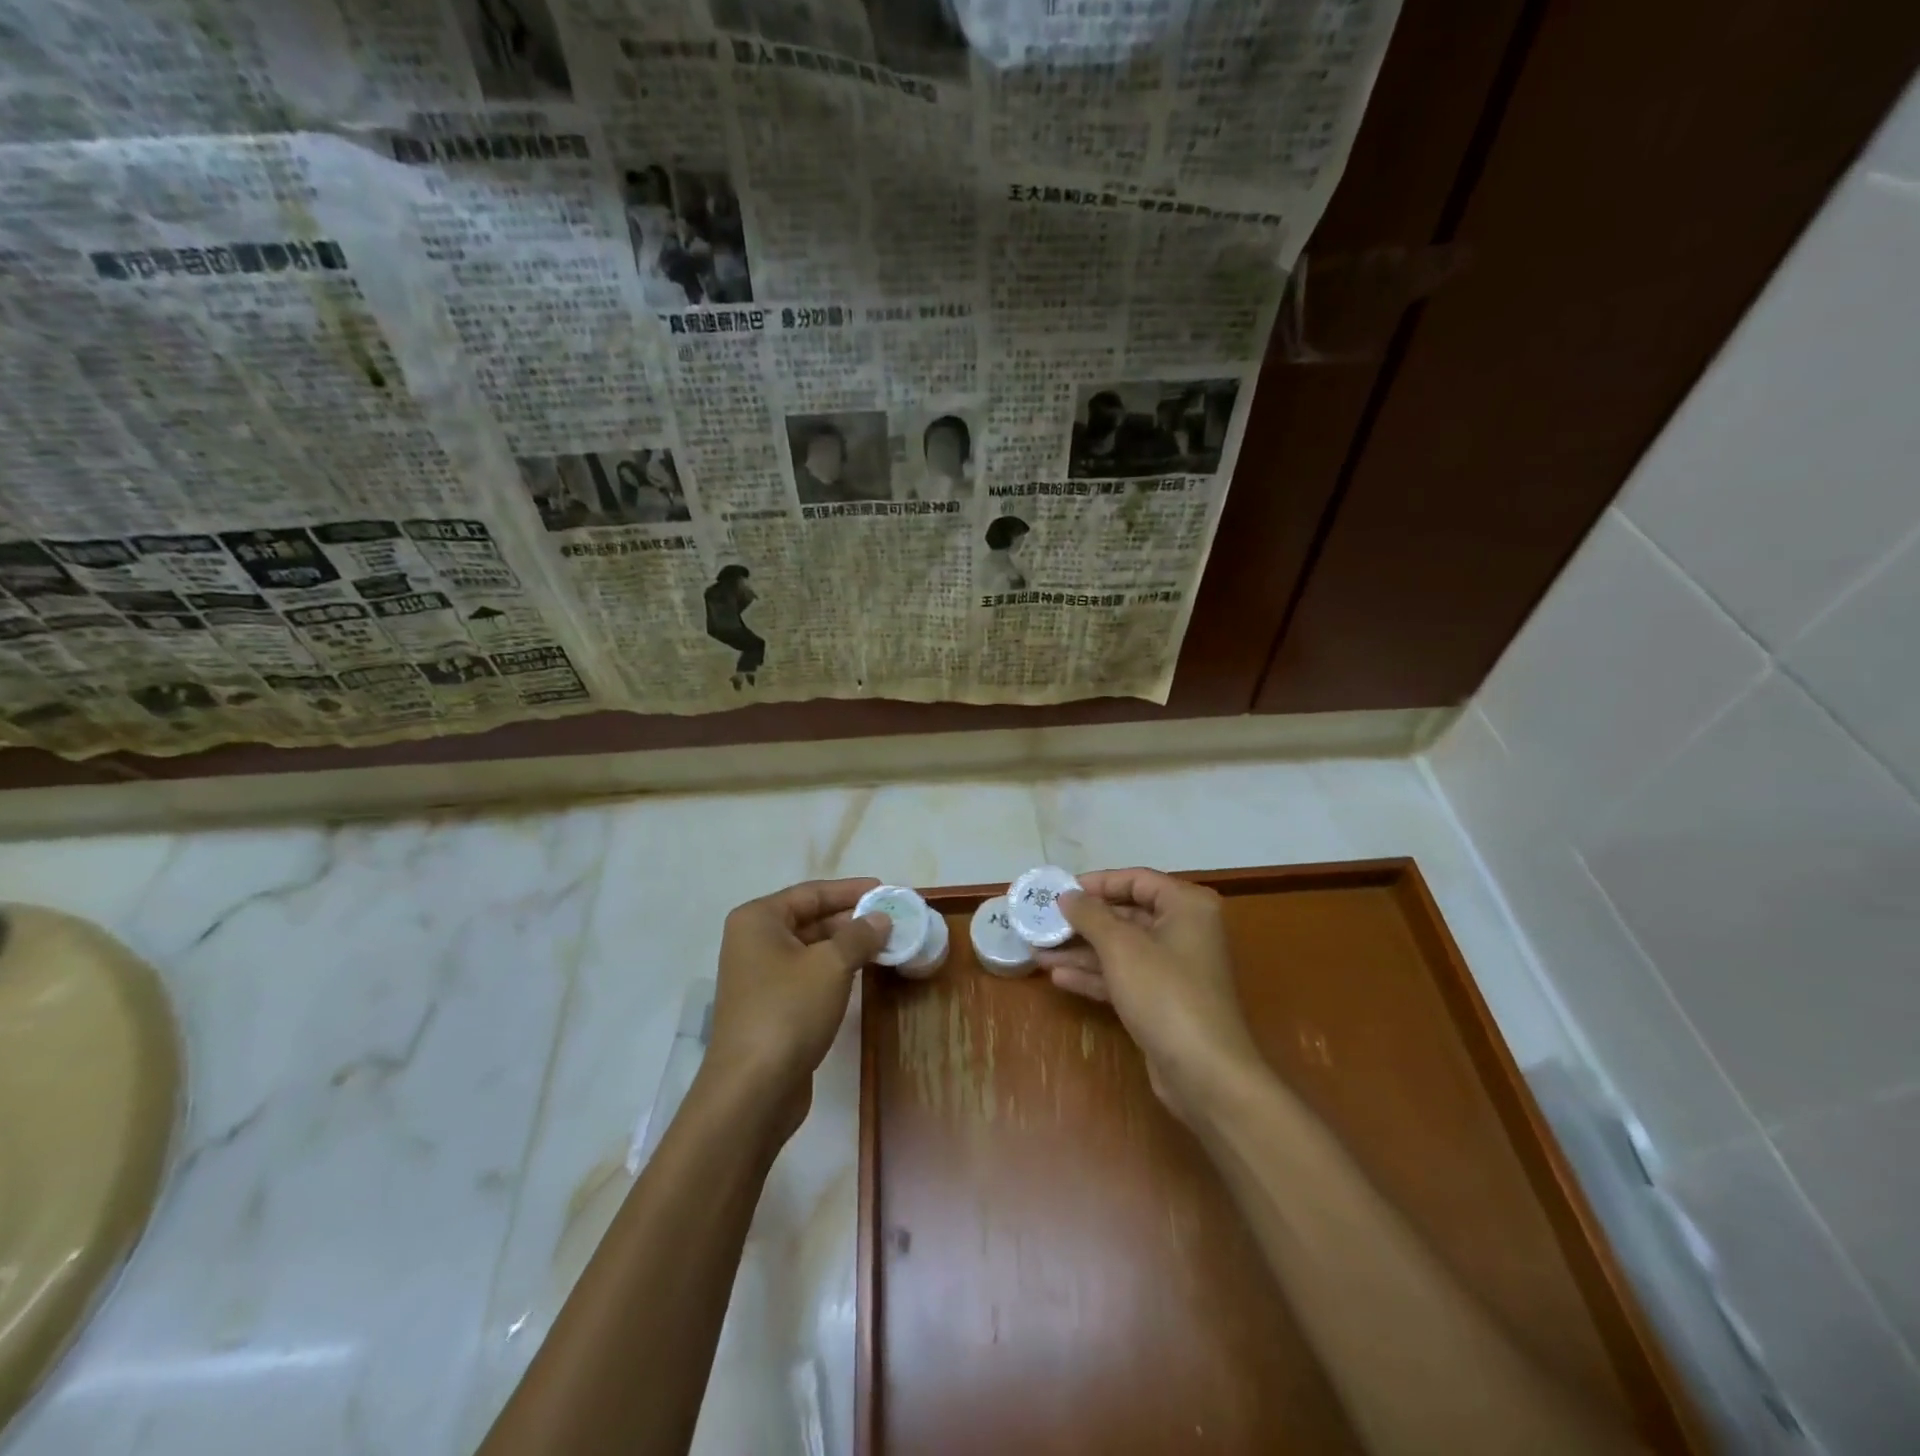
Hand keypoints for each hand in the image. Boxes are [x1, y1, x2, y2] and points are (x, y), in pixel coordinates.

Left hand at [705, 877, 889, 1131]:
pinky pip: (808, 975)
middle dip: (851, 919)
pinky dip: (835, 970)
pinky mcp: (770, 1007)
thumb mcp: (832, 965)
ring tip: (886, 944)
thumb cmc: (789, 1011)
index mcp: (758, 920)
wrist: (752, 1090)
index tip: (885, 889)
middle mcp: (753, 942)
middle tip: (892, 920)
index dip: (850, 890)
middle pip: (810, 919)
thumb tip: (881, 919)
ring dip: (847, 946)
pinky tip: (864, 973)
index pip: (812, 893)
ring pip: (811, 949)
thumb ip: (860, 935)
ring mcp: (759, 977)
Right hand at [1039, 868, 1265, 1124]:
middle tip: (1044, 923)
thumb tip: (1066, 895)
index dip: (1096, 883)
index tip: (1059, 891)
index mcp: (1186, 906)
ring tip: (1039, 951)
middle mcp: (1184, 931)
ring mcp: (1174, 969)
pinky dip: (1095, 975)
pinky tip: (1059, 977)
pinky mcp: (1163, 1001)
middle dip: (1083, 922)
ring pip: (1121, 949)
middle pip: (1126, 915)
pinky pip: (1124, 977)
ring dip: (1082, 951)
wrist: (1205, 1073)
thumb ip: (1090, 915)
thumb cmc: (1165, 994)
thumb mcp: (1121, 947)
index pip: (1136, 880)